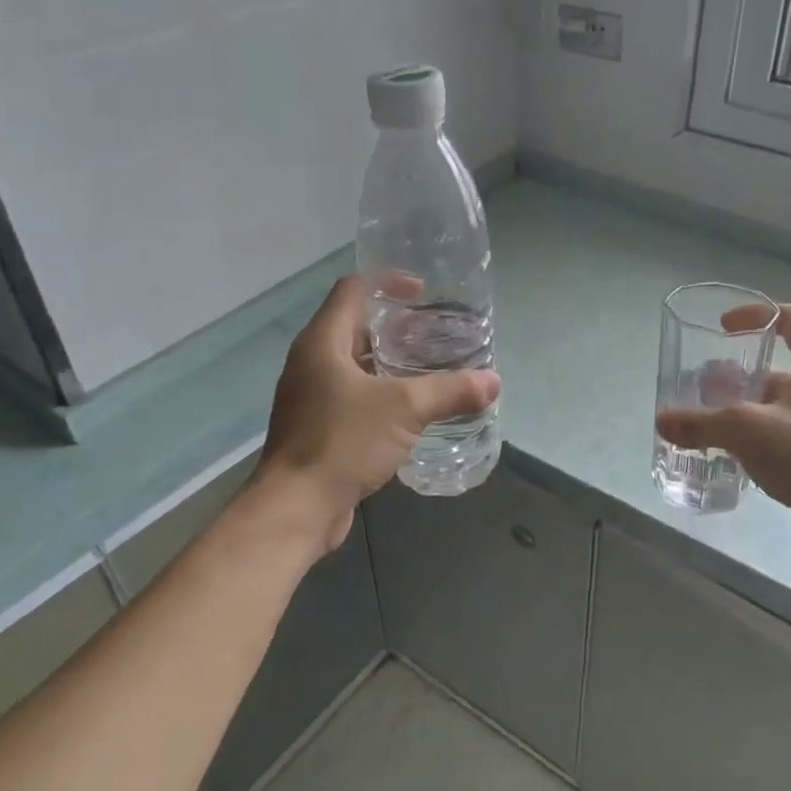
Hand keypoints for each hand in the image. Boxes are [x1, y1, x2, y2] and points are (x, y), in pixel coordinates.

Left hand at [253, 276, 500, 551]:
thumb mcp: (405, 409)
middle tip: (437, 333)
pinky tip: (414, 409)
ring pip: (356, 364)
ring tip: (432, 367)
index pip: (353, 290)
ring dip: (392, 362)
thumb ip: (450, 391)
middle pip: (356, 327)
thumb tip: (493, 382)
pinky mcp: (319, 427)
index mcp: (322, 342)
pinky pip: (355, 396)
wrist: (296, 508)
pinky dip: (383, 393)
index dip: (388, 282)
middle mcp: (312, 362)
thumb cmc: (343, 442)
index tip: (423, 293)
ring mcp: (312, 396)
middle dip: (397, 326)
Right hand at [656, 303, 790, 550]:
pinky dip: (764, 436)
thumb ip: (701, 423)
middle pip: (783, 366)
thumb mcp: (746, 430)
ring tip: (714, 424)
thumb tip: (662, 421)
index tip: (724, 328)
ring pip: (785, 404)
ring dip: (750, 409)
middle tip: (708, 389)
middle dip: (742, 375)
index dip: (756, 314)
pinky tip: (738, 455)